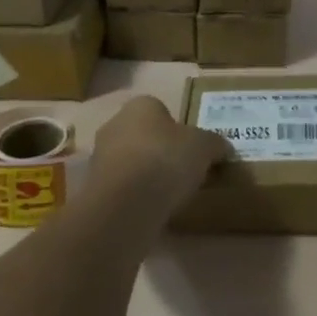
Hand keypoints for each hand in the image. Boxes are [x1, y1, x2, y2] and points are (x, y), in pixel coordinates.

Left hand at [90, 95, 230, 212]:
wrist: (125, 205)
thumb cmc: (166, 159)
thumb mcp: (205, 147)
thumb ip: (214, 144)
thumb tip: (223, 148)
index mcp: (141, 105)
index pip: (160, 110)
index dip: (177, 128)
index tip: (191, 149)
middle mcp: (115, 124)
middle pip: (143, 135)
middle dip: (159, 151)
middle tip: (182, 171)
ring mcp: (99, 158)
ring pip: (130, 162)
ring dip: (145, 175)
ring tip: (169, 195)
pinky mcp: (93, 190)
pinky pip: (121, 189)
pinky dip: (135, 197)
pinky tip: (151, 210)